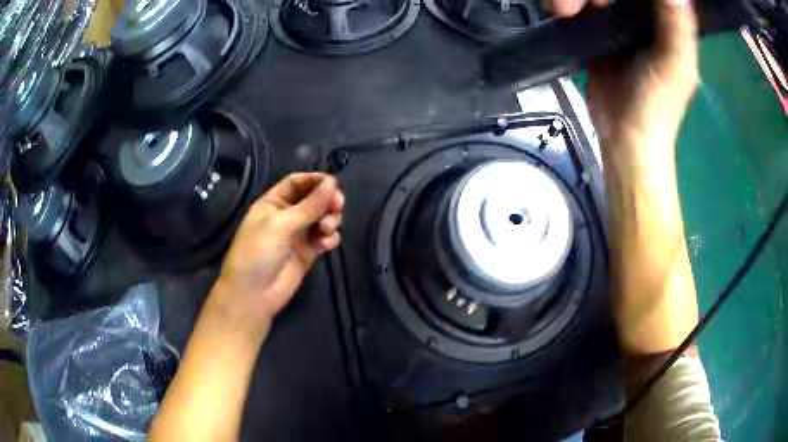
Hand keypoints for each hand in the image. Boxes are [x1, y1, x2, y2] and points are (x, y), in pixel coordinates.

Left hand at [207, 173, 343, 336]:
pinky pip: (324, 238)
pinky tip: (326, 244)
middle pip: (313, 199)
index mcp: (273, 203)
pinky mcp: (308, 252)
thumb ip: (309, 205)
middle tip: (338, 205)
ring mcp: (298, 234)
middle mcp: (287, 215)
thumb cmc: (258, 252)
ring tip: (327, 229)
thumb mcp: (280, 225)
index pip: (297, 183)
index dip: (315, 180)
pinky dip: (329, 238)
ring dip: (330, 219)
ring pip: (322, 218)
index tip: (333, 183)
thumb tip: (332, 183)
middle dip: (327, 200)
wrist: (253, 294)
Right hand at [549, 0, 700, 354]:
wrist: (623, 136)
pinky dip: (572, 3)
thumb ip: (676, 25)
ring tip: (566, 12)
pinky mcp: (598, 26)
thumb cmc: (656, 105)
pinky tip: (565, 13)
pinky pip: (584, 1)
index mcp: (670, 18)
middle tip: (582, 5)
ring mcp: (621, 17)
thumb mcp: (673, 64)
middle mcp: (646, 12)